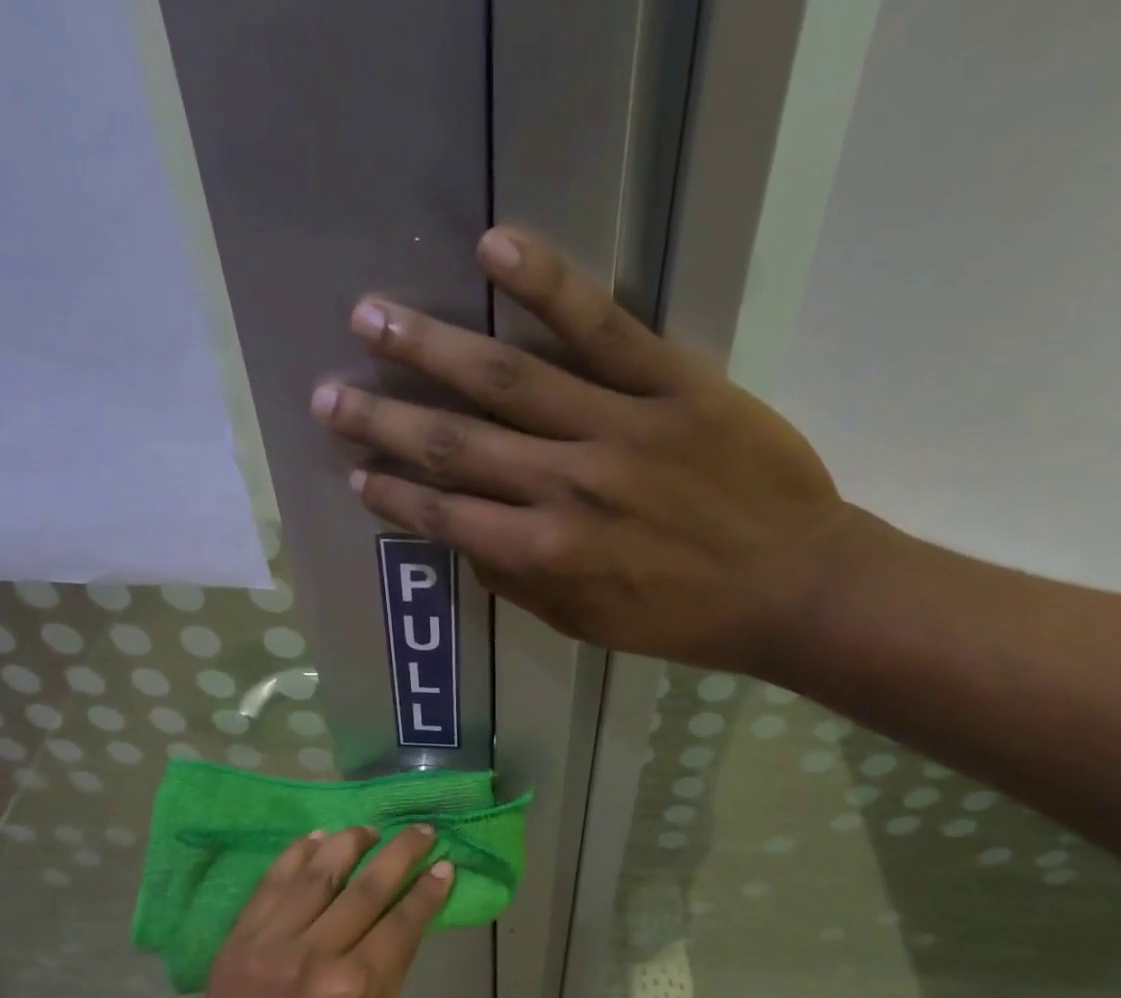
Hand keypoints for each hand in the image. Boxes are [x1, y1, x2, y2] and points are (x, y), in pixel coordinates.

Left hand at [178, 826, 451, 997]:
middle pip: (368, 887)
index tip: (446, 864)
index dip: (429, 889)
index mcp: (358, 988)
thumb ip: (391, 967)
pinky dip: (297, 855)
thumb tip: (407, 915)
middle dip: (402, 852)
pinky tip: (318, 838)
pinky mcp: (239, 940)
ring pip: (319, 872)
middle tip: (422, 831)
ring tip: (369, 830)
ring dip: (349, 842)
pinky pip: (272, 883)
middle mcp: (316, 956)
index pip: (404, 921)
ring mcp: (272, 944)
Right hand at [310, 228, 870, 676]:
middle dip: (384, 420)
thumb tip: (468, 542)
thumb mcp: (589, 624)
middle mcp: (564, 489)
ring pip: (508, 380)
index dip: (396, 495)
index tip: (356, 472)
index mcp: (545, 556)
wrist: (792, 587)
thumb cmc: (685, 618)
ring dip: (430, 348)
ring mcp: (616, 429)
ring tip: (371, 316)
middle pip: (457, 445)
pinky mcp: (672, 384)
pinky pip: (601, 327)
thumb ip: (521, 585)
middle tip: (328, 394)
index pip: (448, 518)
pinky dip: (546, 286)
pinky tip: (495, 250)